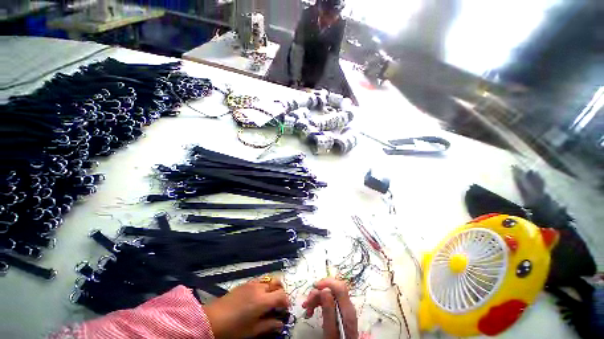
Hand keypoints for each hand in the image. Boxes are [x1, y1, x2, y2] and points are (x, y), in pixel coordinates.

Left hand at [203, 277, 289, 338]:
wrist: (212, 319)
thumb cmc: (233, 329)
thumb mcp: (252, 331)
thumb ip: (269, 326)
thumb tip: (281, 324)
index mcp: (263, 300)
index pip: (281, 295)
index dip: (286, 301)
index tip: (286, 309)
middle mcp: (260, 288)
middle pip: (277, 283)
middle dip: (281, 291)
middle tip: (279, 303)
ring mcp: (252, 283)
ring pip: (269, 280)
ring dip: (273, 286)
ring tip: (270, 298)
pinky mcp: (245, 283)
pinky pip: (260, 280)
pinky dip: (264, 285)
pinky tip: (259, 295)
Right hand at [302, 278, 358, 338]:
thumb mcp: (330, 331)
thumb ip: (328, 311)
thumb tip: (324, 290)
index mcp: (347, 311)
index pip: (340, 287)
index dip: (327, 283)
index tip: (314, 287)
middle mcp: (347, 306)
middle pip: (332, 289)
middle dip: (318, 292)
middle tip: (307, 303)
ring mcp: (344, 308)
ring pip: (328, 293)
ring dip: (316, 298)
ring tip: (307, 308)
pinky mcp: (339, 310)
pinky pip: (328, 300)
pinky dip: (318, 302)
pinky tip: (312, 309)